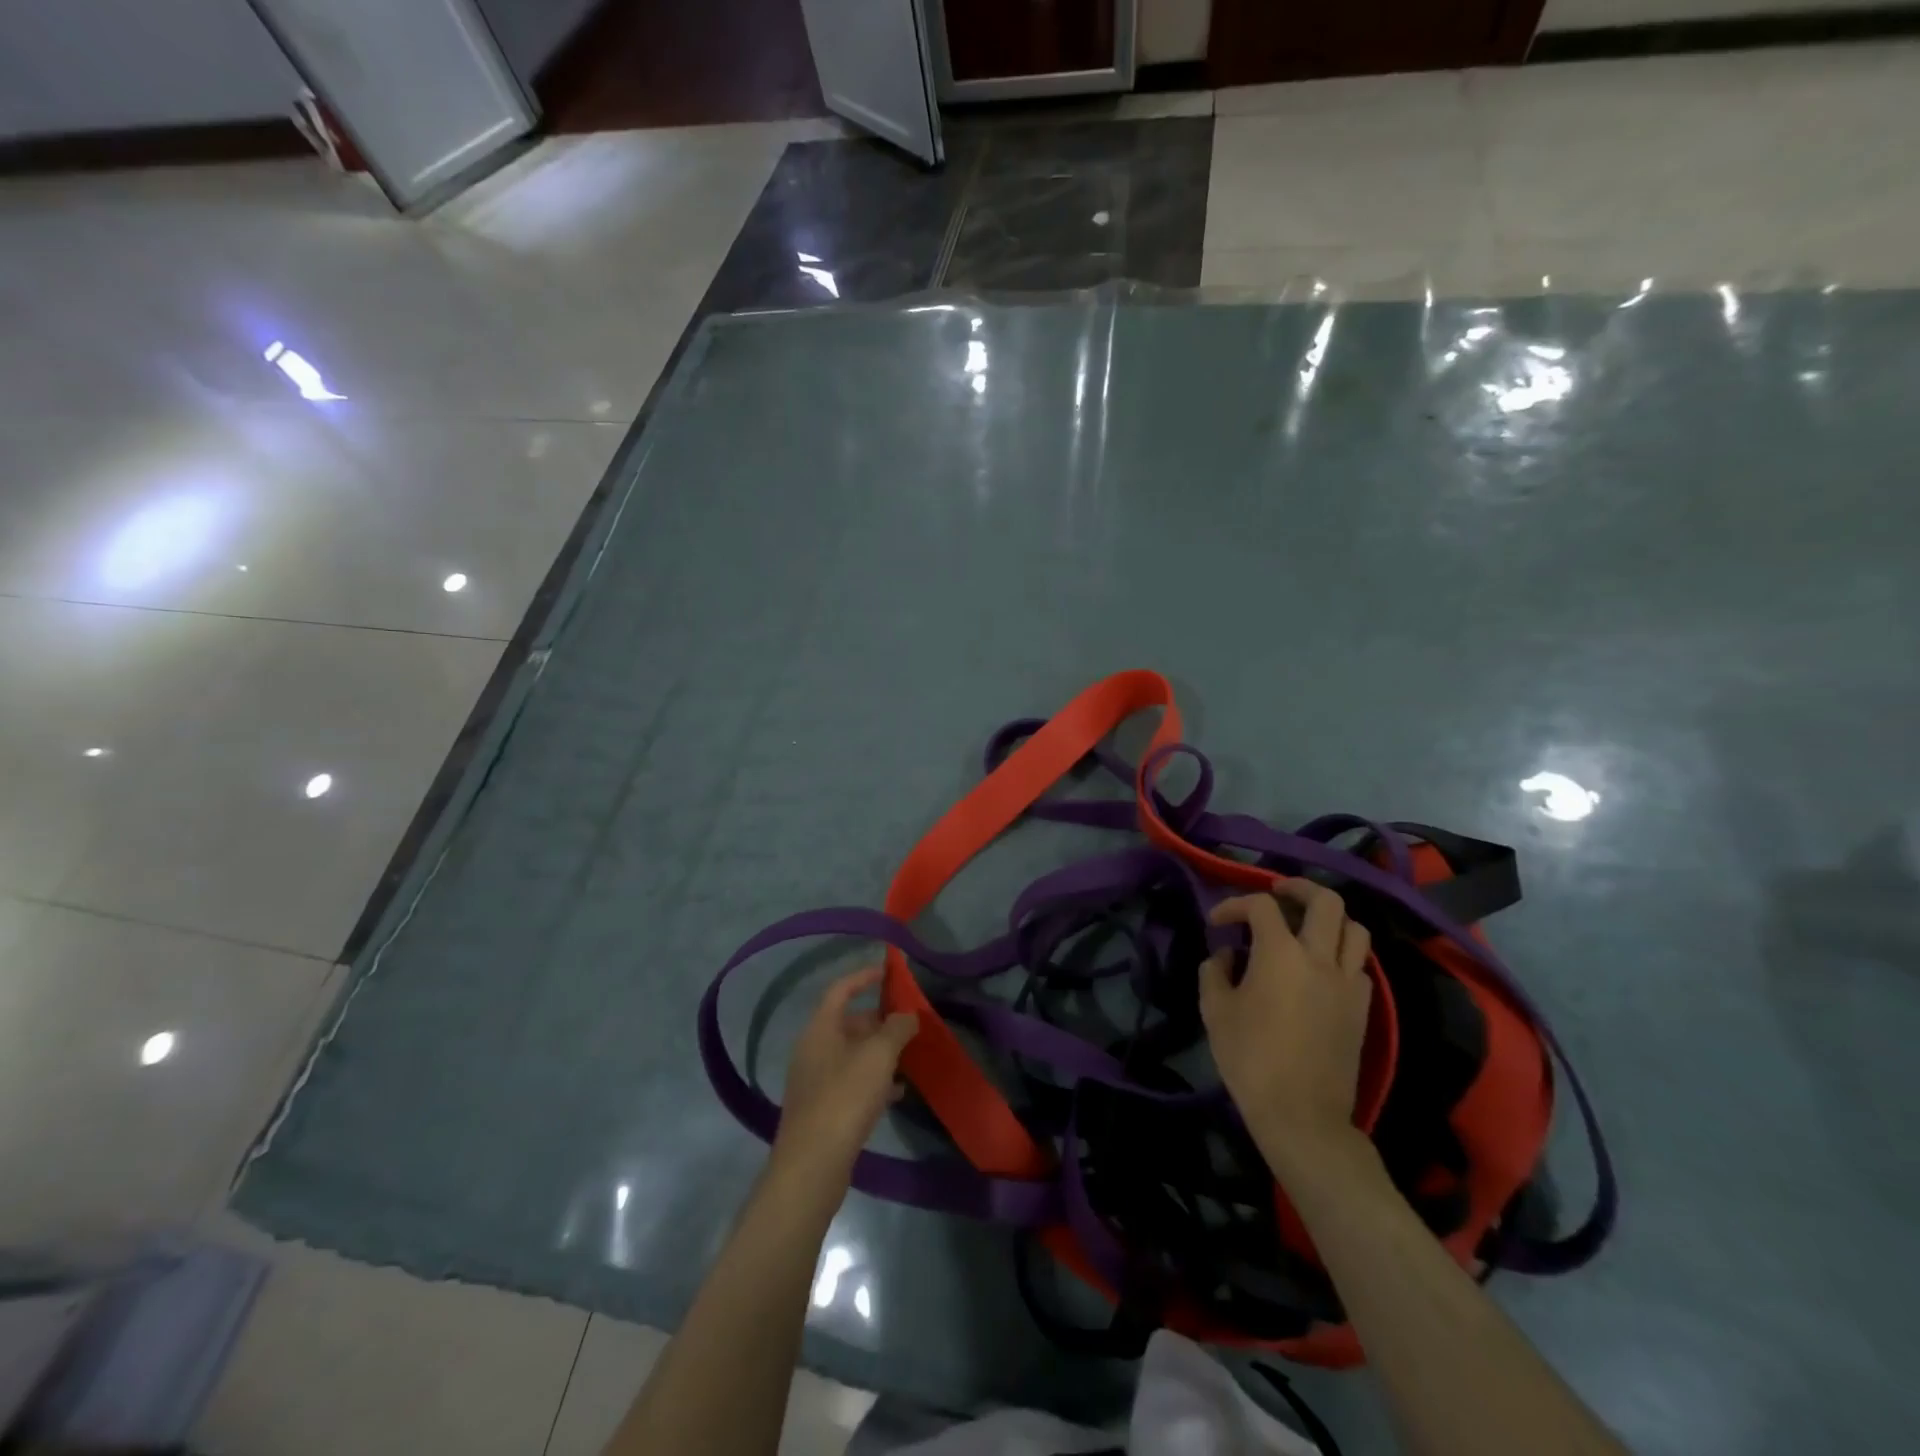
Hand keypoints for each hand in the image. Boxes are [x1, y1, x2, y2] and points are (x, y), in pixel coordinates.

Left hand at [772, 967, 918, 1183]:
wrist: (811, 1166)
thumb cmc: (844, 1098)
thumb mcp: (879, 1056)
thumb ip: (896, 1029)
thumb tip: (907, 1015)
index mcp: (820, 1029)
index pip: (841, 989)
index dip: (864, 977)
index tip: (888, 973)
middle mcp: (813, 1049)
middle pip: (848, 1023)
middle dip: (879, 1020)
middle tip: (908, 1024)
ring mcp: (815, 1080)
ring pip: (852, 1054)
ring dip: (879, 1052)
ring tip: (909, 1057)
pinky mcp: (822, 1109)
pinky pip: (851, 1082)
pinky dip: (873, 1080)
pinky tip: (897, 1093)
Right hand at [1200, 881, 1373, 1173]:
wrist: (1302, 1115)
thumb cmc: (1251, 1059)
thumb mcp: (1215, 1011)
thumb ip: (1215, 972)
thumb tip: (1226, 955)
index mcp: (1280, 953)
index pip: (1261, 905)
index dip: (1234, 905)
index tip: (1217, 923)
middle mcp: (1320, 958)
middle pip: (1326, 900)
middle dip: (1300, 887)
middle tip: (1278, 892)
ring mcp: (1349, 982)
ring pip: (1355, 928)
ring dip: (1329, 918)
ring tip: (1306, 926)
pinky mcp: (1364, 1007)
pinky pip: (1360, 964)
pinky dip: (1342, 953)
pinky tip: (1320, 967)